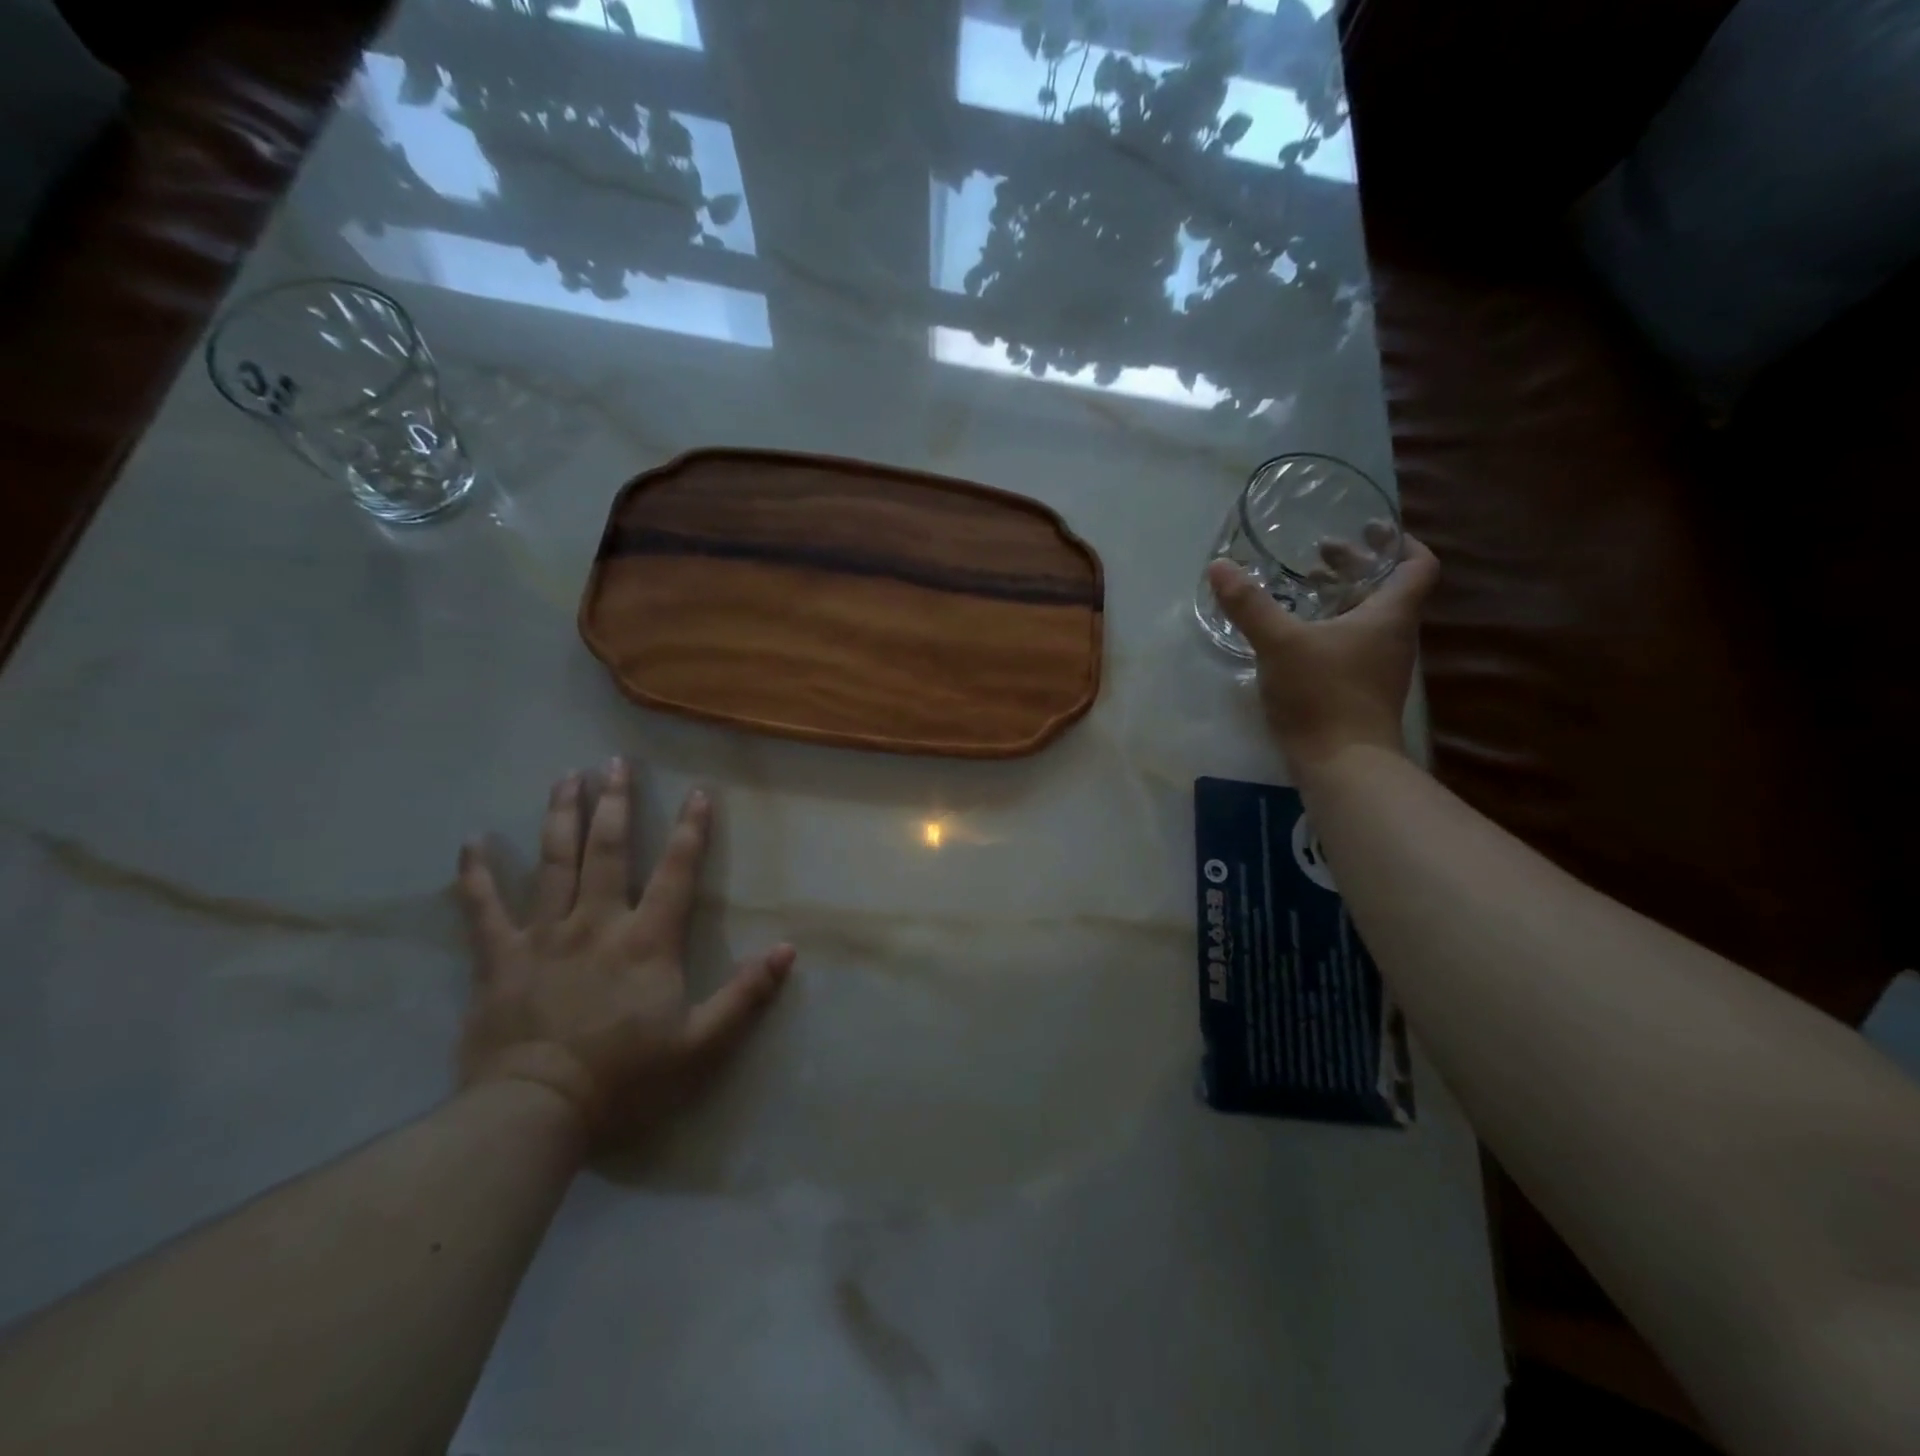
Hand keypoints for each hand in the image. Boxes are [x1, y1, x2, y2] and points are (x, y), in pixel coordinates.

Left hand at [454, 759, 793, 1147]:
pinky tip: (472, 842)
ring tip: (565, 777)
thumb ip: (745, 995)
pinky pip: (482, 908)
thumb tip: (787, 950)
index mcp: (647, 940)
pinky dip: (475, 874)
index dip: (693, 829)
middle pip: (609, 849)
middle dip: (615, 802)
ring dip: (560, 816)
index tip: (700, 791)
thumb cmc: (624, 1078)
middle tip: (615, 761)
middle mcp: (596, 922)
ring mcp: (543, 935)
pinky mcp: (498, 958)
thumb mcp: (700, 1044)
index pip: (677, 871)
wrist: (534, 1114)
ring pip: (553, 862)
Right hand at [1207, 533, 1439, 778]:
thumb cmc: (1322, 694)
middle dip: (1356, 568)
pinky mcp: (1361, 691)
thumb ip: (1249, 605)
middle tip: (1320, 556)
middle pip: (1388, 590)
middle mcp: (1394, 637)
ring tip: (1304, 591)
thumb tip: (1219, 566)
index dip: (1401, 542)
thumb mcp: (1279, 643)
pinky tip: (1296, 638)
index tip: (1370, 530)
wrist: (1343, 764)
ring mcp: (1379, 667)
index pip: (1417, 565)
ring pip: (1368, 619)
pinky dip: (1331, 630)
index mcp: (1390, 615)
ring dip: (1342, 600)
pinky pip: (1352, 646)